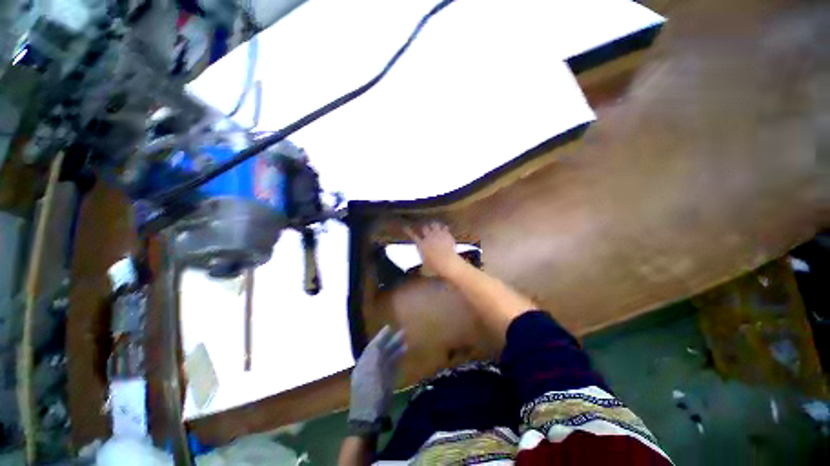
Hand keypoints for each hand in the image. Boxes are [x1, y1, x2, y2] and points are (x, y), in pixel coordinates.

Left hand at [349, 326, 405, 435]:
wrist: (369, 418)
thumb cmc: (370, 395)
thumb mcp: (370, 373)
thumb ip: (373, 358)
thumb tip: (377, 344)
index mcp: (364, 364)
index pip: (373, 347)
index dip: (381, 336)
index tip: (389, 327)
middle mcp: (371, 367)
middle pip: (381, 351)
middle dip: (390, 341)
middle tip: (401, 332)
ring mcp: (378, 374)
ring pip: (387, 358)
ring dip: (395, 348)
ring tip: (405, 340)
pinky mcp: (385, 381)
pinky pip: (391, 365)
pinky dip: (396, 358)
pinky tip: (403, 351)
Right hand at [403, 222, 465, 277]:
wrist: (447, 261)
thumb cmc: (434, 266)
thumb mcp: (425, 265)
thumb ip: (422, 262)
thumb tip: (420, 265)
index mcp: (421, 245)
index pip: (412, 236)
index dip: (408, 231)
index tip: (405, 227)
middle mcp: (428, 237)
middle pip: (424, 227)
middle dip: (425, 228)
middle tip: (426, 229)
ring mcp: (437, 234)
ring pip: (434, 224)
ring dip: (434, 225)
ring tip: (435, 226)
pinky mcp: (446, 234)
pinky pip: (444, 227)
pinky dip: (444, 228)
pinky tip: (445, 229)